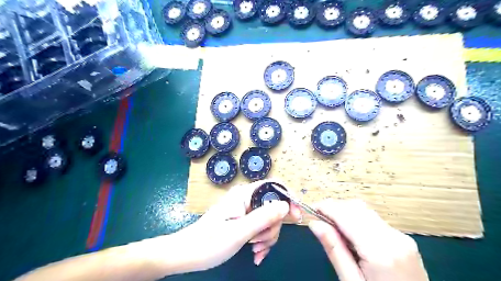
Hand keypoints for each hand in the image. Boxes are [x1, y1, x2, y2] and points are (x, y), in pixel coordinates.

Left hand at [168, 180, 300, 273]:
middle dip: (273, 226)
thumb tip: (286, 205)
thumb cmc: (210, 242)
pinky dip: (262, 240)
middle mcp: (246, 198)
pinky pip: (261, 227)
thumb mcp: (239, 232)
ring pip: (269, 219)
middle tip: (261, 243)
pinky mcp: (243, 220)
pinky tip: (256, 253)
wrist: (188, 254)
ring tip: (255, 250)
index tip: (296, 217)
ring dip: (267, 236)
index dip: (288, 198)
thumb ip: (264, 217)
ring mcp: (245, 210)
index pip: (273, 186)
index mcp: (244, 194)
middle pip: (273, 206)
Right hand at [307, 198, 427, 279]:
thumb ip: (334, 250)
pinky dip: (357, 219)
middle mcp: (393, 238)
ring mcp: (401, 237)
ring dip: (345, 212)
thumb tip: (315, 223)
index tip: (310, 209)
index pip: (347, 215)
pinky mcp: (403, 239)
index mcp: (380, 252)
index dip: (326, 207)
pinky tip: (349, 233)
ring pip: (365, 210)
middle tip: (319, 219)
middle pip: (357, 208)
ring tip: (332, 227)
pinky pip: (374, 219)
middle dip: (334, 208)